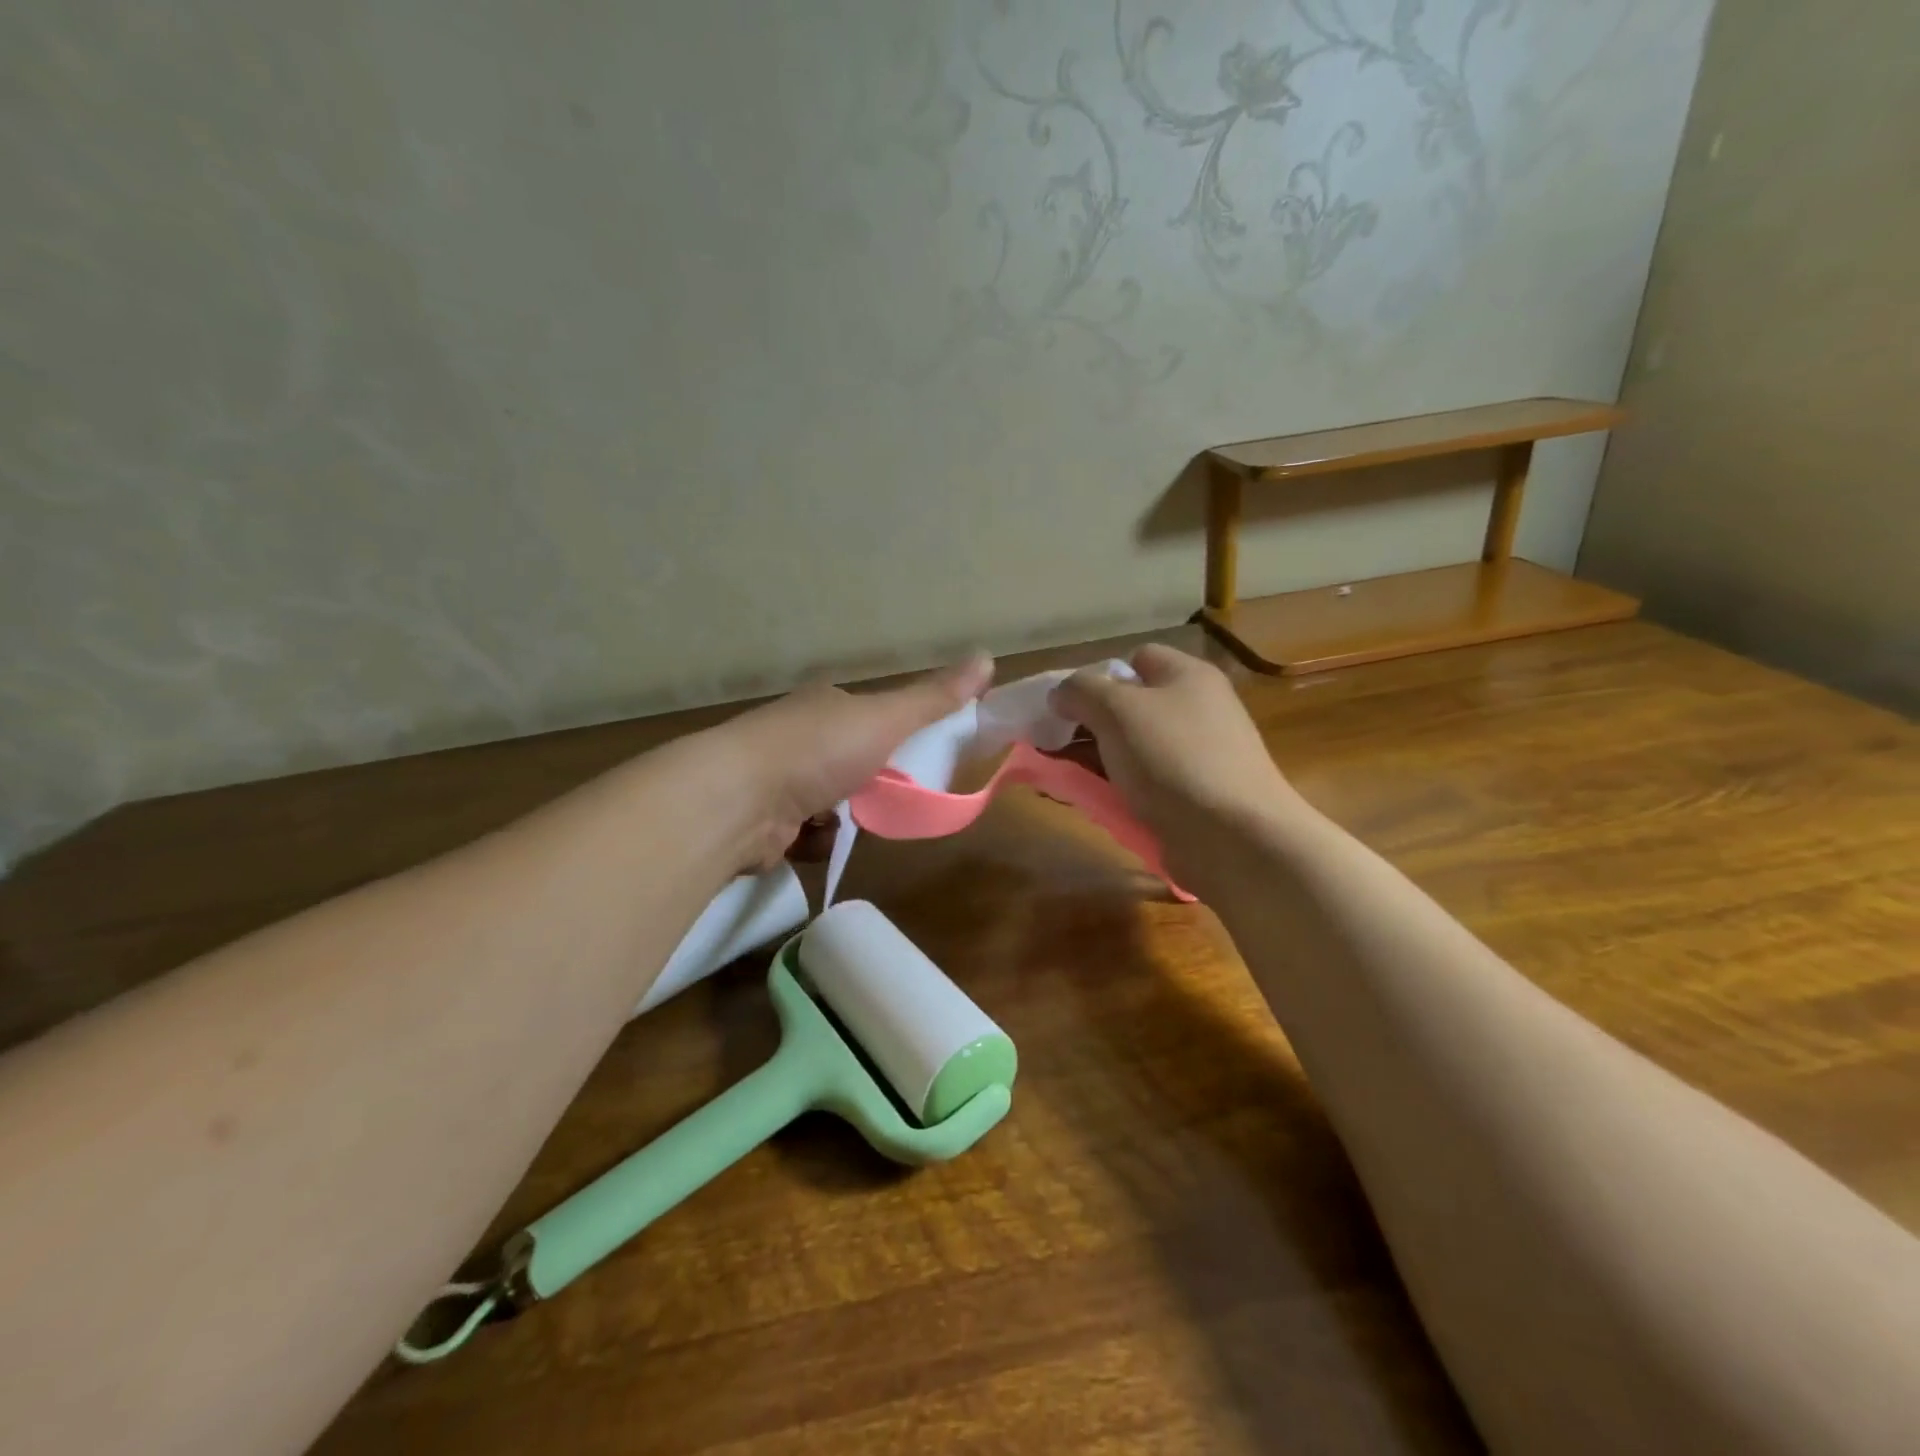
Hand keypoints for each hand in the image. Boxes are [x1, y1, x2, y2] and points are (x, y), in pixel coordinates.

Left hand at [720, 653, 994, 869]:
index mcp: (825, 705)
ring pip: (831, 802)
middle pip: (852, 762)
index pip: (871, 716)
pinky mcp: (764, 820)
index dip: (897, 736)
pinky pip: (806, 833)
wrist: (737, 801)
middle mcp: (798, 736)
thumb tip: (988, 656)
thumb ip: (934, 698)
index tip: (919, 759)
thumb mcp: (885, 720)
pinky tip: (813, 839)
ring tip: (844, 821)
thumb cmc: (817, 751)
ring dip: (843, 817)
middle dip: (870, 784)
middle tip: (889, 798)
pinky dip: (816, 839)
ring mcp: (776, 778)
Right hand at [1049, 645, 1292, 845]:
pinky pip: (1145, 784)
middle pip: (1130, 706)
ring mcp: (1198, 756)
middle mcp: (1197, 710)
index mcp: (1187, 676)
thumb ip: (1080, 692)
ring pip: (1133, 749)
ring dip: (1096, 761)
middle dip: (1088, 724)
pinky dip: (1117, 790)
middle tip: (1053, 746)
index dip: (1099, 676)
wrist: (1236, 838)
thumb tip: (1060, 694)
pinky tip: (1094, 803)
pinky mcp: (1195, 797)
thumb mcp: (1117, 710)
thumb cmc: (1174, 759)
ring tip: (1062, 779)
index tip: (1069, 706)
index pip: (1136, 658)